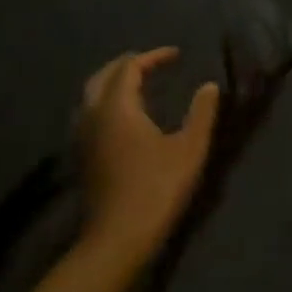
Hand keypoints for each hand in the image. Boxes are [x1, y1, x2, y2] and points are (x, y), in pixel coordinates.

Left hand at [76, 48, 219, 270]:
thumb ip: (201, 113)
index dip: (153, 57)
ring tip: (138, 84)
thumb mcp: (190, 148)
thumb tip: (209, 85)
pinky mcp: (83, 156)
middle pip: (102, 77)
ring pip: (91, 96)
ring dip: (113, 83)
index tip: (176, 55)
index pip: (129, 68)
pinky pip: (90, 114)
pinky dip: (106, 102)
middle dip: (126, 65)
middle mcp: (93, 116)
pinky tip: (124, 116)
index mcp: (117, 108)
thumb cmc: (157, 188)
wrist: (118, 237)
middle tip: (152, 62)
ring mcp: (83, 138)